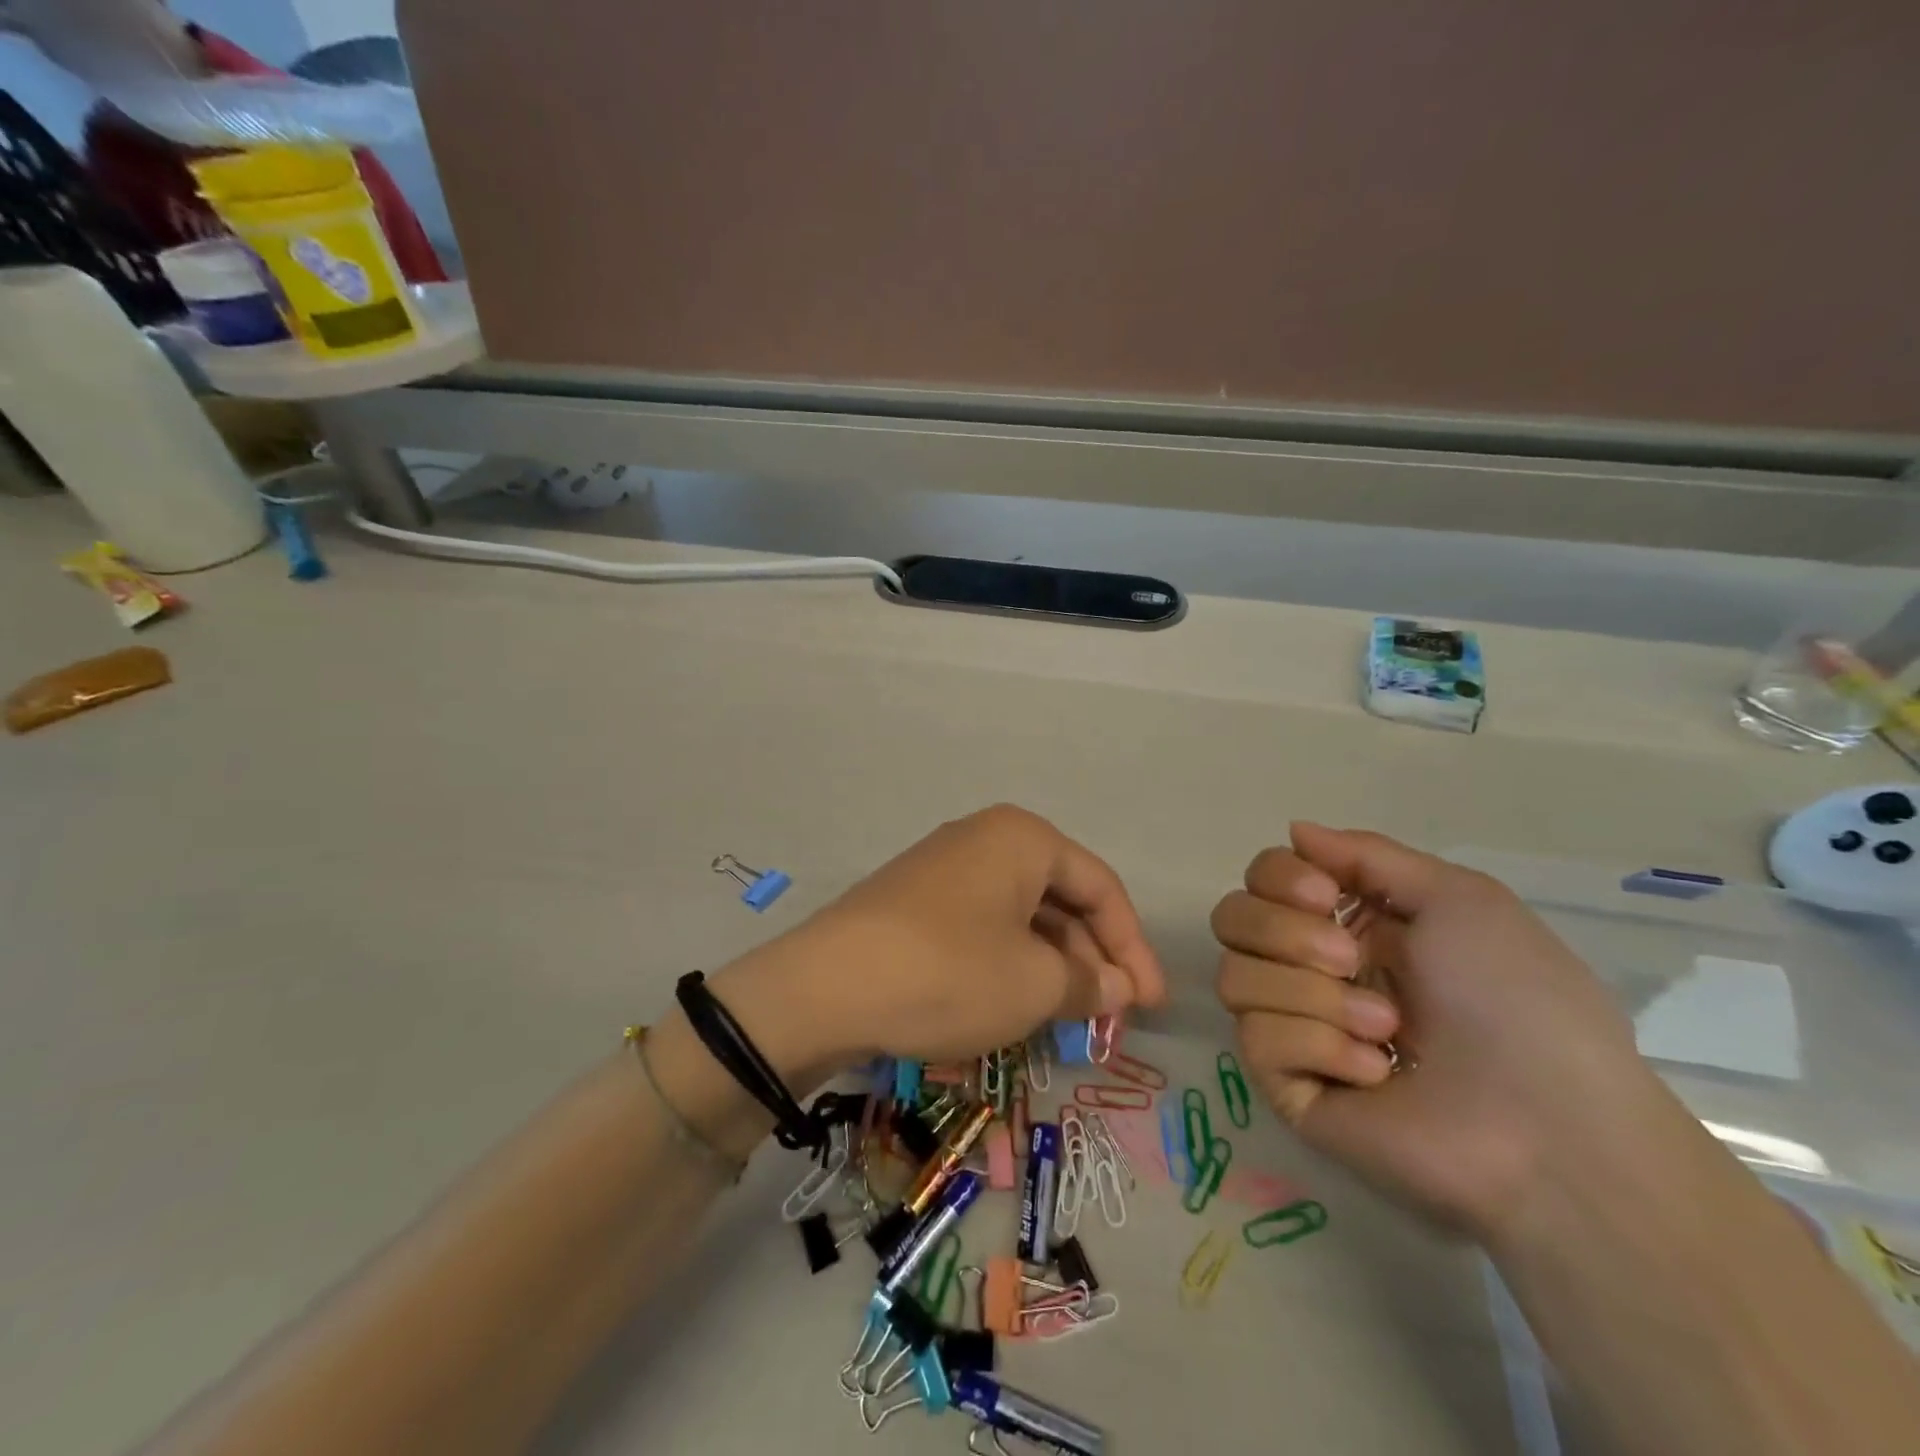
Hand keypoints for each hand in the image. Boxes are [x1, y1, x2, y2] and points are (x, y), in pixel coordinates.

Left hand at [719, 804, 1166, 1076]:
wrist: (825, 987)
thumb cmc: (949, 973)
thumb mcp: (1034, 985)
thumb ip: (1089, 984)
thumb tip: (1117, 988)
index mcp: (1022, 838)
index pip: (1101, 887)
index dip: (1134, 947)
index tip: (1151, 1004)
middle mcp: (984, 839)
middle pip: (1060, 897)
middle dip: (1091, 958)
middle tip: (1110, 1016)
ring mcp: (943, 867)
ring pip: (1021, 915)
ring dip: (1051, 964)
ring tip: (1066, 1017)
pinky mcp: (914, 901)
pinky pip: (982, 925)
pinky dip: (1009, 961)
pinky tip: (1014, 1002)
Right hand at [1211, 823, 1671, 1239]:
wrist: (1549, 1124)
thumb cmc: (1516, 999)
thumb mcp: (1459, 898)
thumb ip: (1368, 854)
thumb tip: (1294, 831)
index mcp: (1346, 922)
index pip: (1260, 878)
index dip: (1277, 878)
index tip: (1325, 896)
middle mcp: (1308, 967)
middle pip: (1231, 919)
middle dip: (1283, 932)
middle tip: (1350, 960)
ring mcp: (1294, 1028)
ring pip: (1235, 977)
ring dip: (1313, 995)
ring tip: (1386, 1029)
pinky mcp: (1287, 1086)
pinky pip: (1258, 1040)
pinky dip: (1320, 1046)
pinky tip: (1376, 1072)